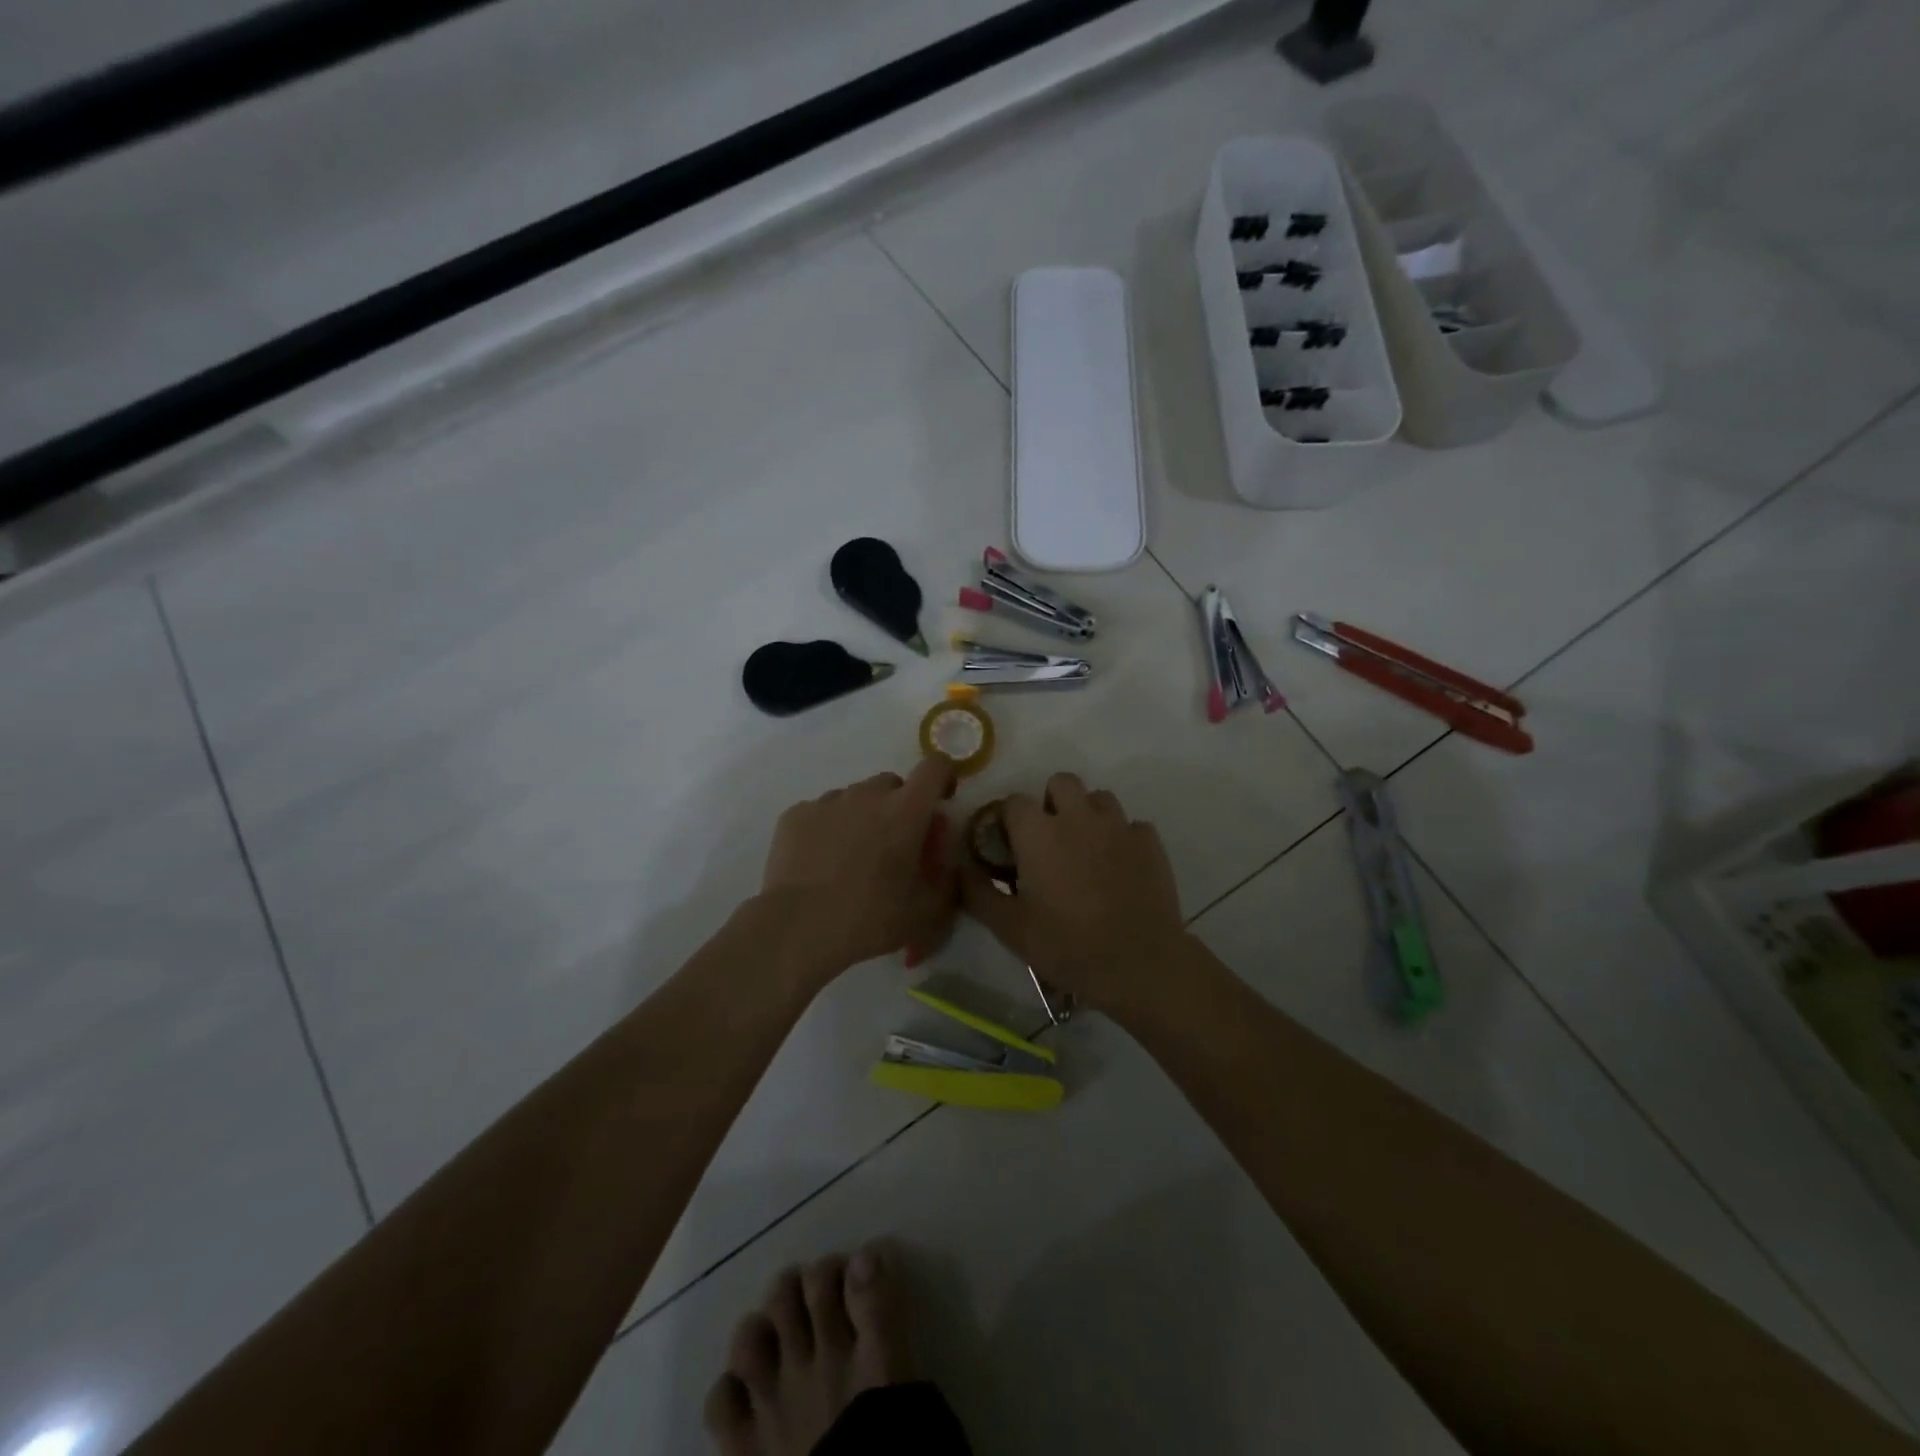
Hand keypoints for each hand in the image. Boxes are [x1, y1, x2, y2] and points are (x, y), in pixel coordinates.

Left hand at [760, 757, 958, 982]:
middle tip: (893, 845)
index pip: (935, 767)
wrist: (798, 929)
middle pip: (892, 784)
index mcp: (906, 811)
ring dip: (862, 817)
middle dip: (899, 806)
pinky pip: (821, 812)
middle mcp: (867, 795)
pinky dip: (827, 828)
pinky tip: (820, 863)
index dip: (943, 777)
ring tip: (851, 858)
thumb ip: (943, 875)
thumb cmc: (870, 919)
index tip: (941, 799)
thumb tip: (940, 855)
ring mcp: (828, 802)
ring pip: (854, 797)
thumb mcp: (927, 911)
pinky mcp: (795, 815)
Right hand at [960, 773, 1187, 1013]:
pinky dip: (1123, 839)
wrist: (1139, 963)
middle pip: (1061, 782)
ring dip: (1089, 814)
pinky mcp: (1150, 841)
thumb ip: (978, 892)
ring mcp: (1118, 825)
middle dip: (1051, 801)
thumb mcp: (1010, 928)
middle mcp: (1078, 816)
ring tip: (1087, 848)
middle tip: (1049, 838)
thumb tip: (960, 868)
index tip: (1009, 845)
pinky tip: (1120, 866)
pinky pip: (1132, 825)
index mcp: (1038, 833)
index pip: (1014, 801)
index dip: (1008, 819)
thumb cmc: (1067, 945)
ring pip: (1099, 797)